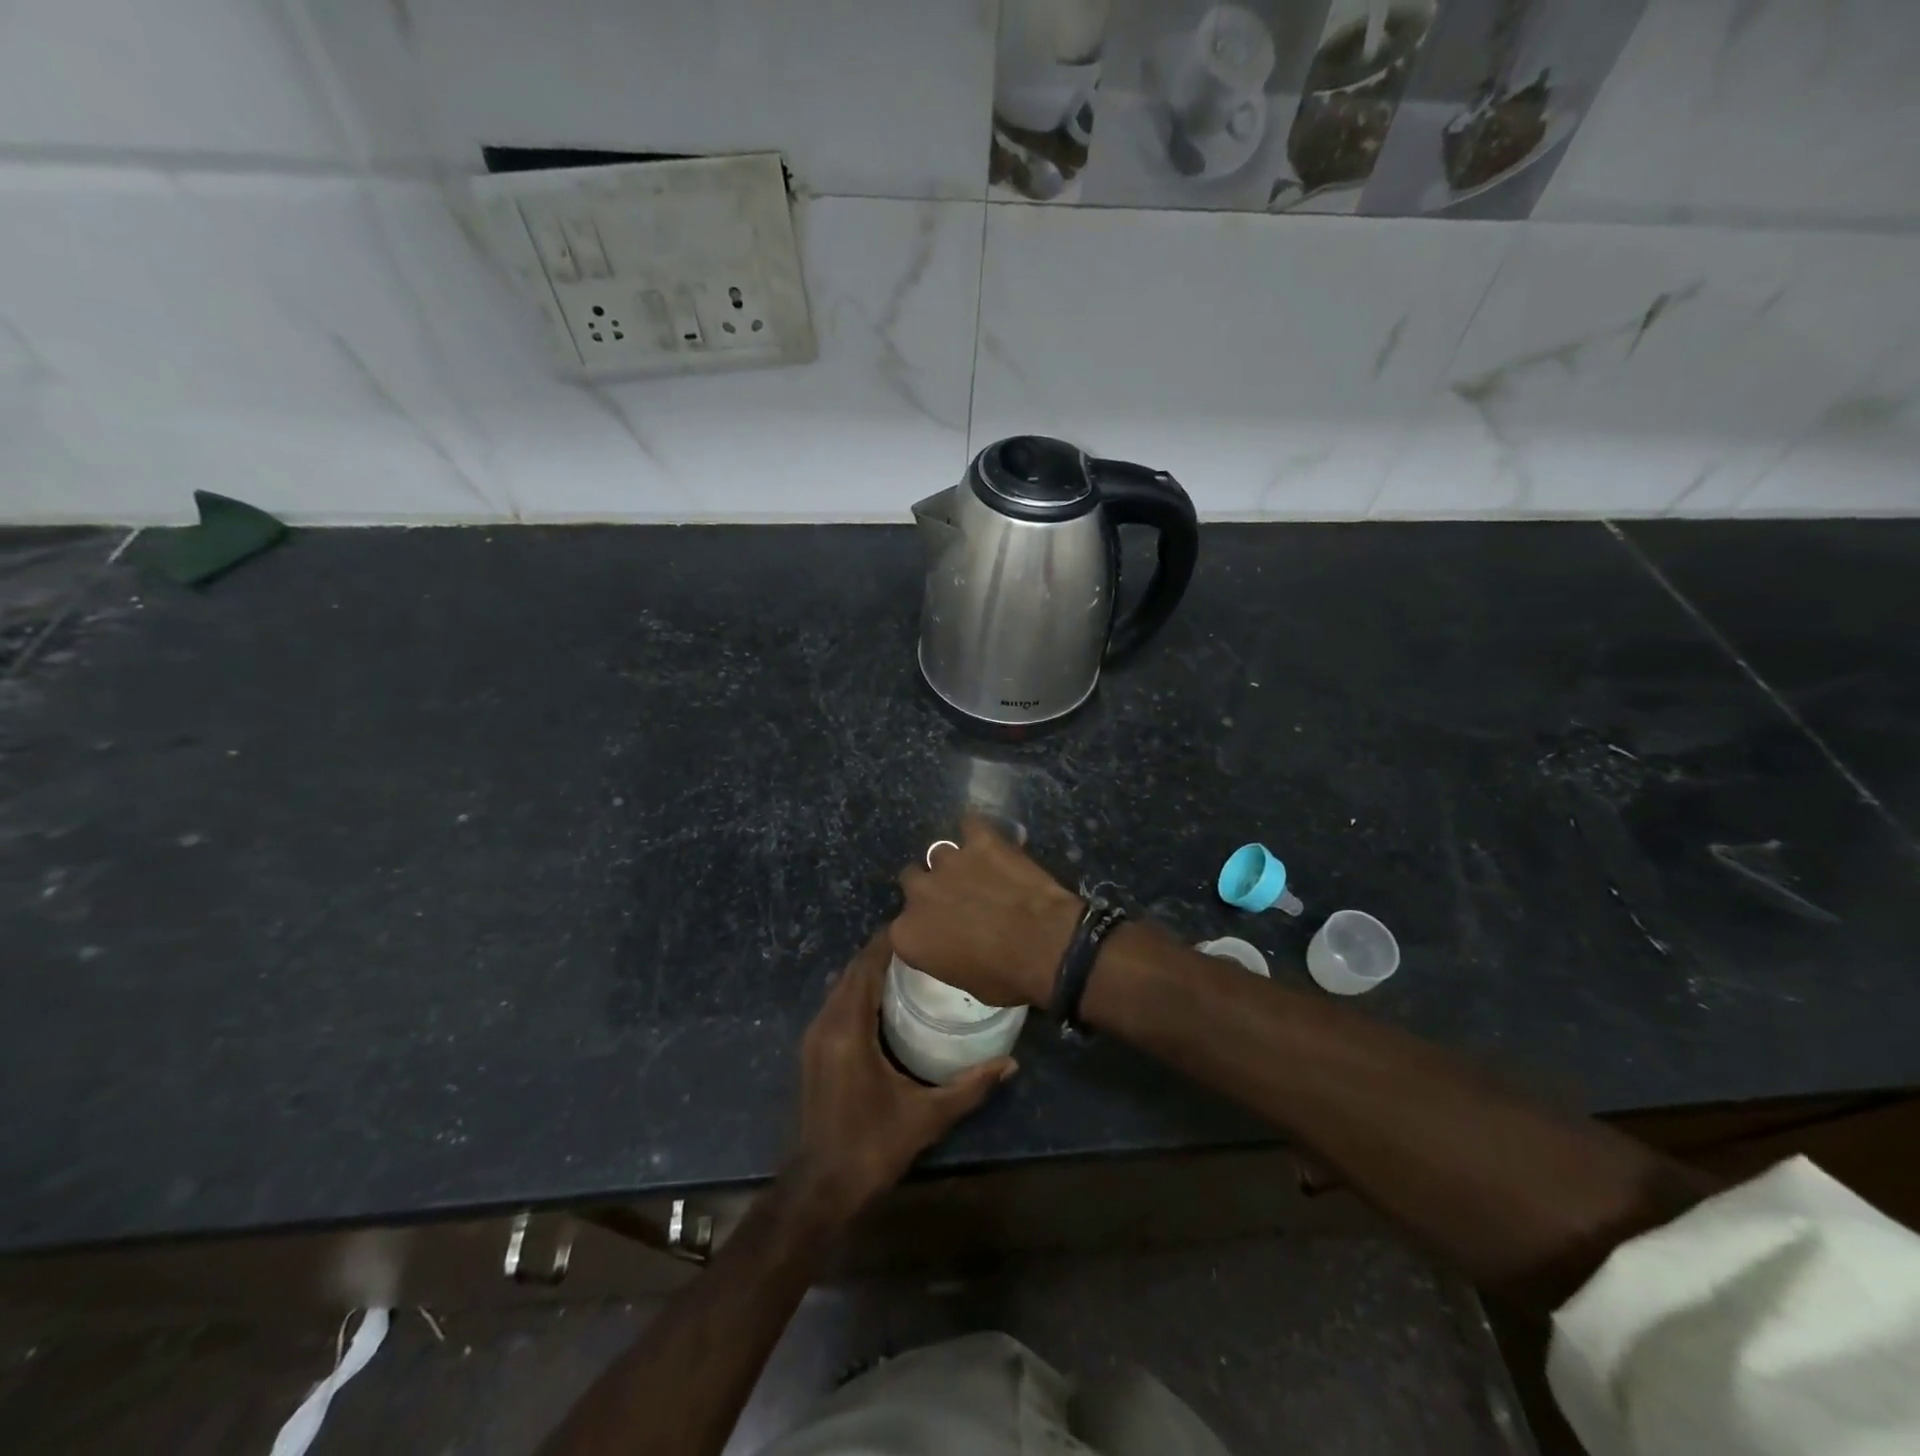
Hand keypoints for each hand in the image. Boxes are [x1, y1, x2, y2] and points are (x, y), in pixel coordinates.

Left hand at [789, 929, 1014, 1220]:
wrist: (819, 1188)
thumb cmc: (872, 1147)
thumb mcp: (927, 1116)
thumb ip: (970, 1087)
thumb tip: (1010, 1064)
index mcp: (848, 1029)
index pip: (866, 967)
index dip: (888, 941)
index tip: (918, 922)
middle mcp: (826, 1023)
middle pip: (852, 971)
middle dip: (882, 951)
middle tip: (923, 940)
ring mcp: (814, 1037)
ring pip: (842, 986)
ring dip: (869, 969)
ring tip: (909, 962)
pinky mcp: (812, 1050)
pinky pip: (837, 1003)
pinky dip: (858, 989)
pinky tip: (886, 997)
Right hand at [892, 816, 1083, 1008]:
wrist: (1049, 947)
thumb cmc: (1007, 977)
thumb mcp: (964, 981)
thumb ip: (943, 954)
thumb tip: (950, 943)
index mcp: (907, 934)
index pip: (900, 925)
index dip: (920, 925)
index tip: (937, 930)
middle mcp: (919, 893)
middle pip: (913, 880)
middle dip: (931, 888)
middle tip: (957, 899)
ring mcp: (949, 861)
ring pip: (940, 854)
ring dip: (954, 864)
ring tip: (979, 873)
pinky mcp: (980, 840)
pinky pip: (970, 825)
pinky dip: (977, 833)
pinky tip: (989, 843)